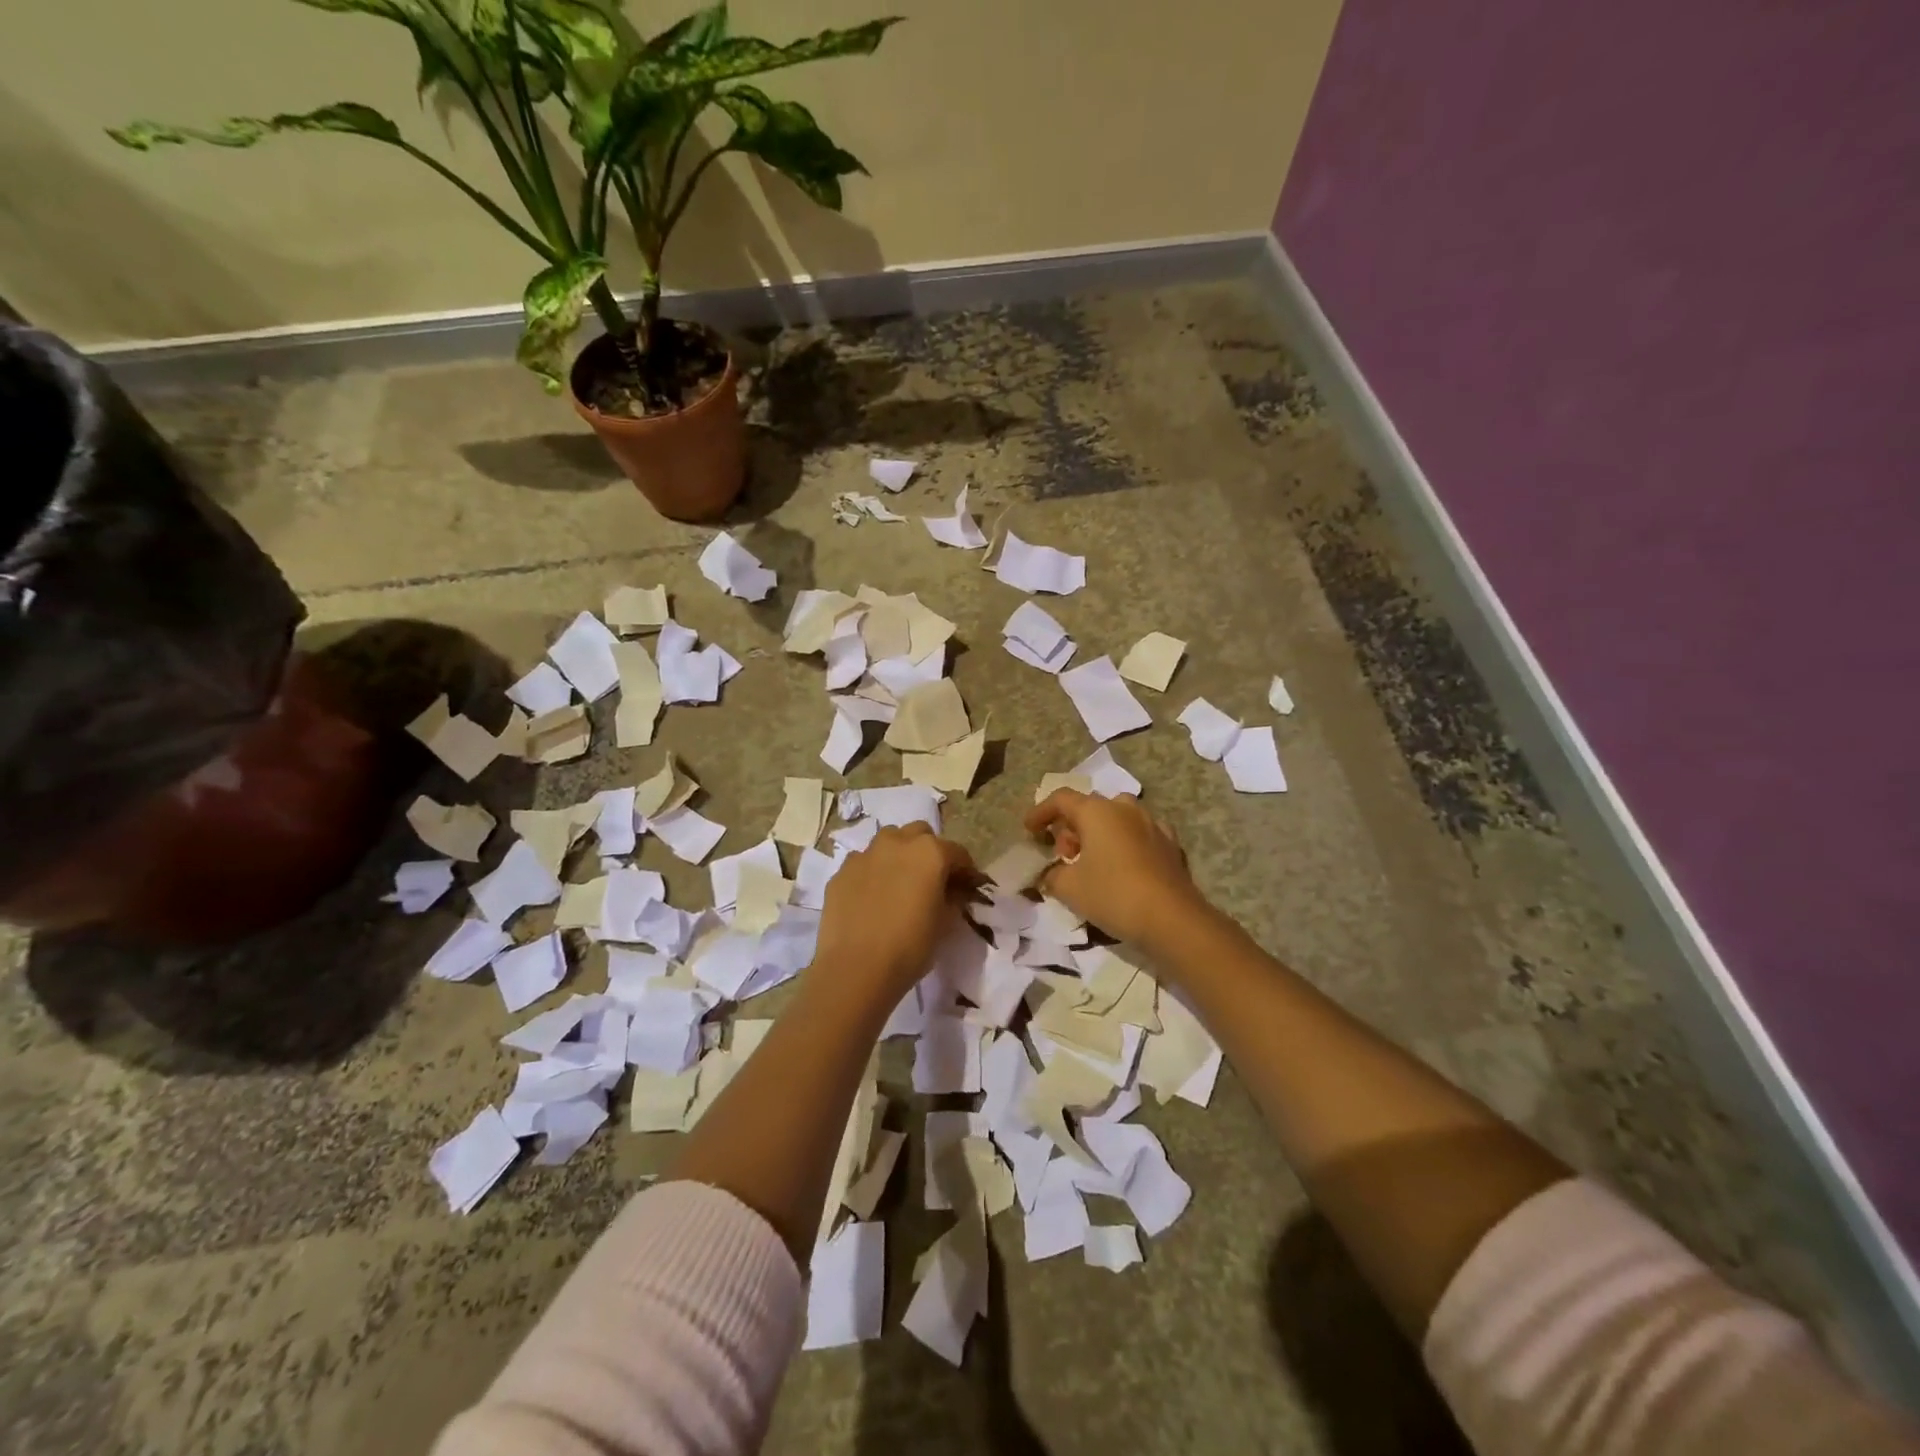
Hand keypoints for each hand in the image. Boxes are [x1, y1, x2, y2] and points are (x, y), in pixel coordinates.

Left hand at [812, 823, 975, 1005]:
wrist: (855, 969)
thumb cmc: (910, 947)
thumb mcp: (945, 924)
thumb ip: (953, 898)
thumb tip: (954, 891)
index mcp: (930, 853)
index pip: (957, 852)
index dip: (965, 870)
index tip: (967, 887)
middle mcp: (897, 843)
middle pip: (920, 835)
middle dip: (930, 851)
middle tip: (931, 880)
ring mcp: (865, 855)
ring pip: (888, 841)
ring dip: (899, 854)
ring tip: (899, 883)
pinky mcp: (841, 872)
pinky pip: (863, 863)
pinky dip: (872, 872)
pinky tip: (871, 898)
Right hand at [1025, 790, 1209, 953]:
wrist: (1172, 919)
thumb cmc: (1113, 895)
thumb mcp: (1069, 888)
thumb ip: (1052, 875)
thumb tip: (1050, 874)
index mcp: (1097, 811)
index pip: (1061, 799)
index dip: (1041, 812)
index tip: (1029, 830)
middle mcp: (1125, 808)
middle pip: (1090, 807)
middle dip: (1071, 827)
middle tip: (1063, 854)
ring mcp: (1152, 824)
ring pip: (1117, 818)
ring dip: (1100, 832)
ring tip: (1092, 859)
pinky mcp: (1171, 844)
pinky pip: (1140, 834)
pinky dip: (1125, 843)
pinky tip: (1123, 865)